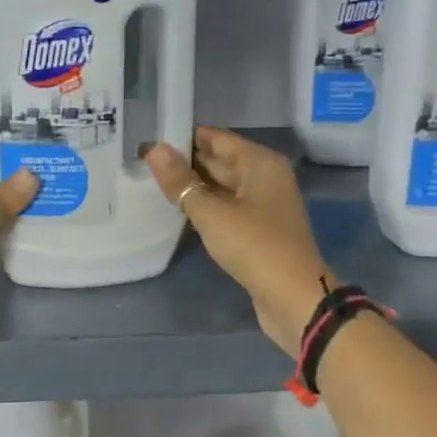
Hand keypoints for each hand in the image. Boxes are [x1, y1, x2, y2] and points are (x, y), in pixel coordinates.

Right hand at [143, 127, 329, 354]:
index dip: (182, 137)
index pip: (215, 138)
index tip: (148, 138)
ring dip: (191, 186)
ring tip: (150, 181)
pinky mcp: (257, 229)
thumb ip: (181, 182)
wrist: (294, 299)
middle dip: (184, 162)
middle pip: (218, 160)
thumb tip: (154, 149)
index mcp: (260, 162)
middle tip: (142, 161)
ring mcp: (262, 204)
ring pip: (220, 186)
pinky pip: (225, 207)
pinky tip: (176, 209)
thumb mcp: (211, 212)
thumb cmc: (255, 246)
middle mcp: (264, 177)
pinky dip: (203, 206)